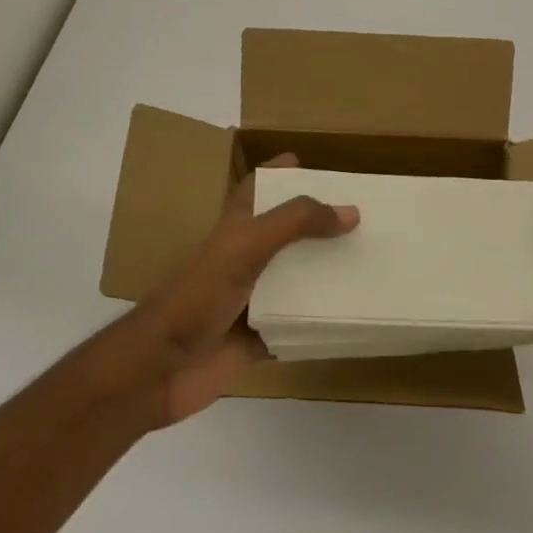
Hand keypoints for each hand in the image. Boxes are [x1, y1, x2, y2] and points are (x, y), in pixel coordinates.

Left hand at [134, 155, 358, 424]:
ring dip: (326, 274)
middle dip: (319, 225)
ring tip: (370, 261)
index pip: (257, 189)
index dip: (278, 173)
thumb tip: (350, 212)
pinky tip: (353, 315)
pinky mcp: (260, 337)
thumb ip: (294, 223)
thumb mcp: (245, 246)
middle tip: (363, 217)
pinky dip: (320, 321)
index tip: (311, 163)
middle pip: (286, 235)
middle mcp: (244, 261)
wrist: (162, 369)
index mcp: (234, 231)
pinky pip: (297, 325)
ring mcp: (252, 301)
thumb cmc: (198, 297)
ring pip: (295, 281)